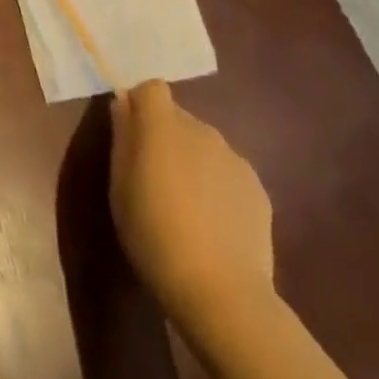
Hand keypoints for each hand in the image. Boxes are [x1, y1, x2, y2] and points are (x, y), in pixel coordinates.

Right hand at [109, 81, 275, 327]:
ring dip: (192, 161)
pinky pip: (228, 173)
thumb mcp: (119, 186)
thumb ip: (123, 137)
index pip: (152, 88)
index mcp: (163, 126)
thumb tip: (123, 104)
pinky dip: (217, 186)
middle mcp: (202, 131)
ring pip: (205, 146)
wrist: (220, 290)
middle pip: (178, 118)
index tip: (130, 132)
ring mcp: (235, 159)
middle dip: (164, 136)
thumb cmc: (153, 233)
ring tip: (184, 206)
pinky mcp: (258, 189)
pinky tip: (212, 224)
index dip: (140, 104)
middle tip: (152, 177)